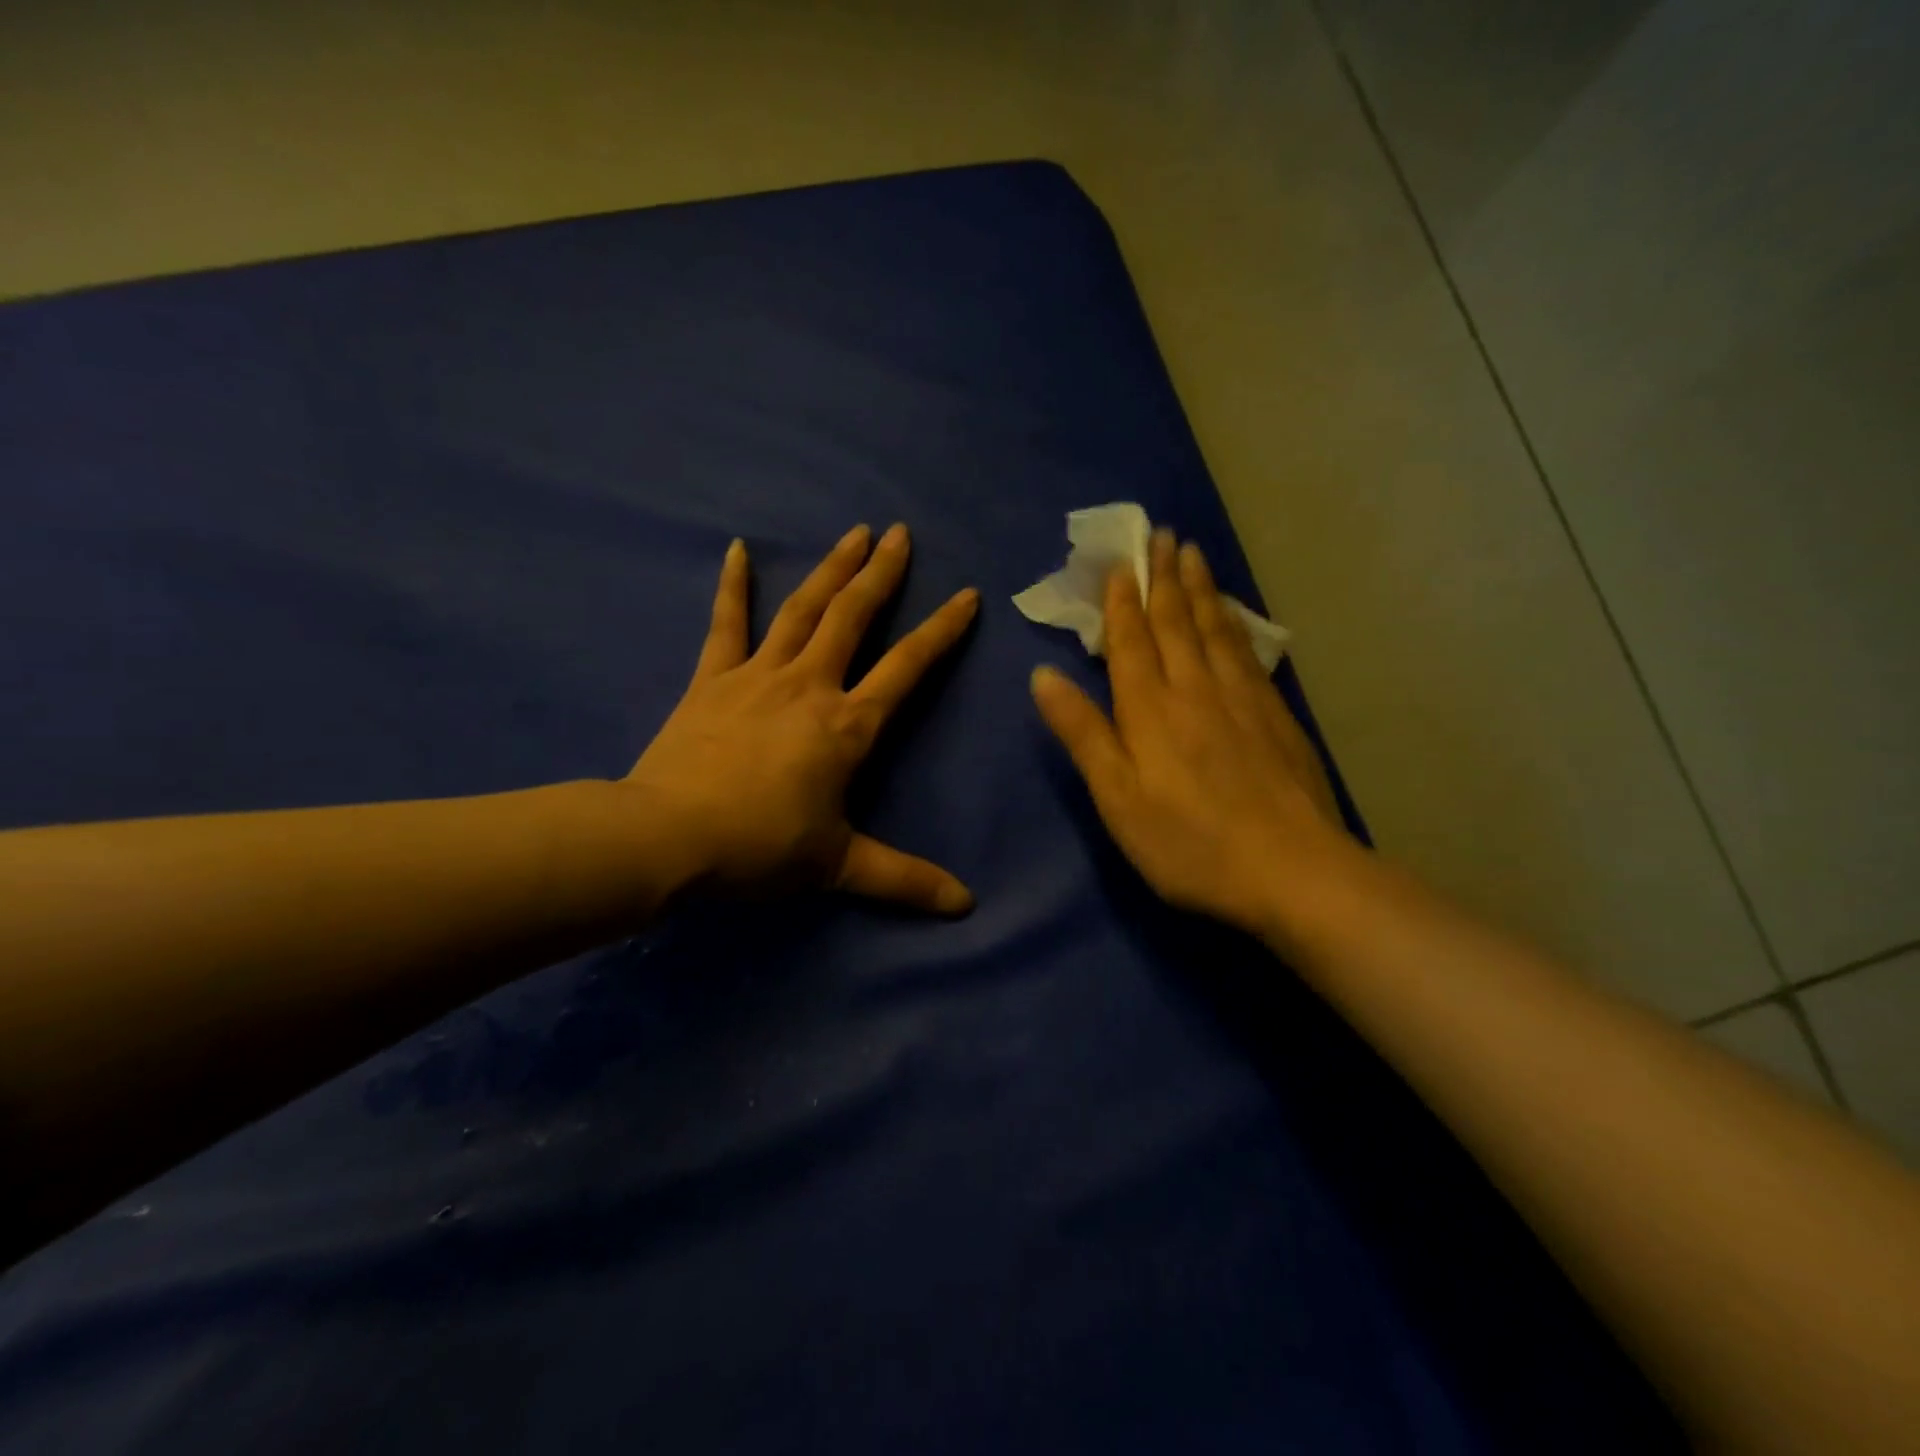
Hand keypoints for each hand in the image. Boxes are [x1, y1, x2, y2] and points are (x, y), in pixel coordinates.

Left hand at [626, 523, 978, 914]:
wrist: (669, 838)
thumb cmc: (760, 848)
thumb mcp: (839, 867)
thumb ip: (904, 880)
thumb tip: (966, 906)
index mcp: (847, 726)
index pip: (907, 668)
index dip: (941, 631)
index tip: (966, 594)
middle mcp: (810, 686)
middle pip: (852, 617)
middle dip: (881, 574)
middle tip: (900, 533)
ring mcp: (758, 675)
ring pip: (802, 609)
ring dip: (831, 568)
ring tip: (854, 532)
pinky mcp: (712, 679)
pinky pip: (726, 624)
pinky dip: (733, 586)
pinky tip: (737, 549)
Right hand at [1030, 528, 1353, 938]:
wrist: (1292, 871)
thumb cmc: (1188, 842)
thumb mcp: (1117, 797)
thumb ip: (1082, 733)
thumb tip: (1043, 675)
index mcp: (1150, 709)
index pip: (1131, 641)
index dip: (1122, 601)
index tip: (1121, 562)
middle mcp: (1195, 689)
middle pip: (1176, 622)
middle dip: (1165, 577)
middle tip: (1162, 533)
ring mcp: (1242, 699)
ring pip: (1215, 629)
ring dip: (1200, 589)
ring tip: (1194, 554)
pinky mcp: (1276, 716)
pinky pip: (1247, 652)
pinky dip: (1235, 623)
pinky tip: (1233, 616)